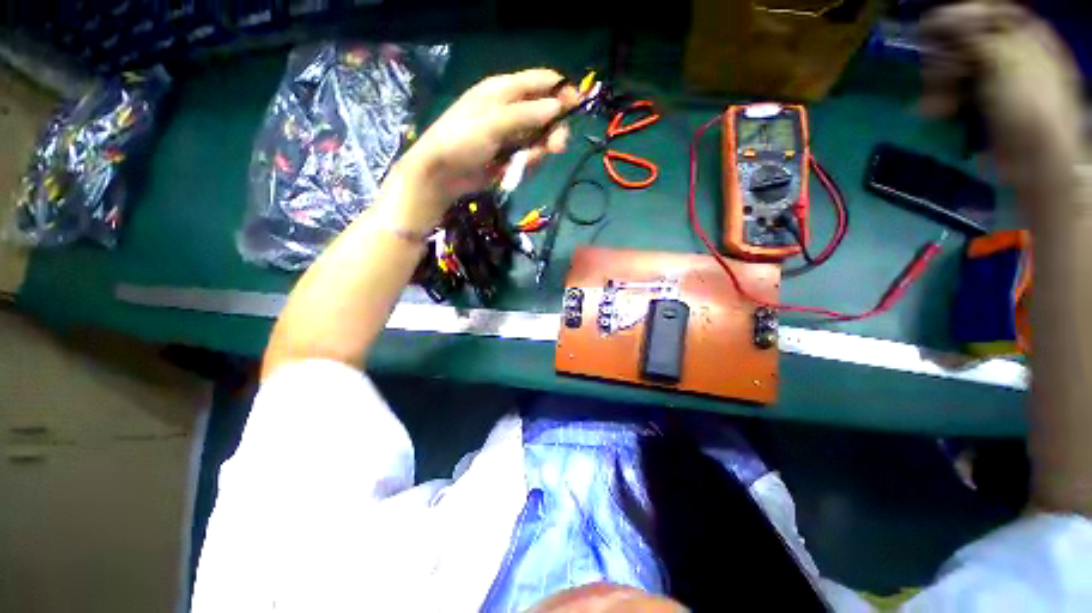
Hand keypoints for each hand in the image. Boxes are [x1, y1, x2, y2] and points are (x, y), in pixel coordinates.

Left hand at [380, 68, 577, 229]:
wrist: (443, 173)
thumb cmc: (462, 139)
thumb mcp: (493, 123)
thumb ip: (526, 114)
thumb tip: (557, 107)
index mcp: (504, 90)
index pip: (539, 82)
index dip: (560, 90)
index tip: (577, 105)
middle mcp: (511, 109)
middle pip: (545, 113)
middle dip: (553, 129)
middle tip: (557, 147)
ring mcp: (511, 134)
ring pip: (539, 138)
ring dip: (539, 150)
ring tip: (527, 162)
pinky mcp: (510, 156)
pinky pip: (530, 156)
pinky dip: (528, 163)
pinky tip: (518, 168)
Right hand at [919, 1, 1084, 188]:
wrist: (1036, 162)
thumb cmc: (1029, 110)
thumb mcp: (1004, 62)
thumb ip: (974, 36)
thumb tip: (939, 19)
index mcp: (1025, 36)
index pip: (989, 12)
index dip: (961, 15)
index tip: (932, 26)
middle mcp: (1013, 53)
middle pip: (970, 39)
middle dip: (946, 56)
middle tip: (931, 72)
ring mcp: (1000, 81)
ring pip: (959, 67)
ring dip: (940, 82)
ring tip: (934, 103)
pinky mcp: (986, 105)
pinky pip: (958, 91)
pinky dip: (943, 99)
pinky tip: (937, 110)